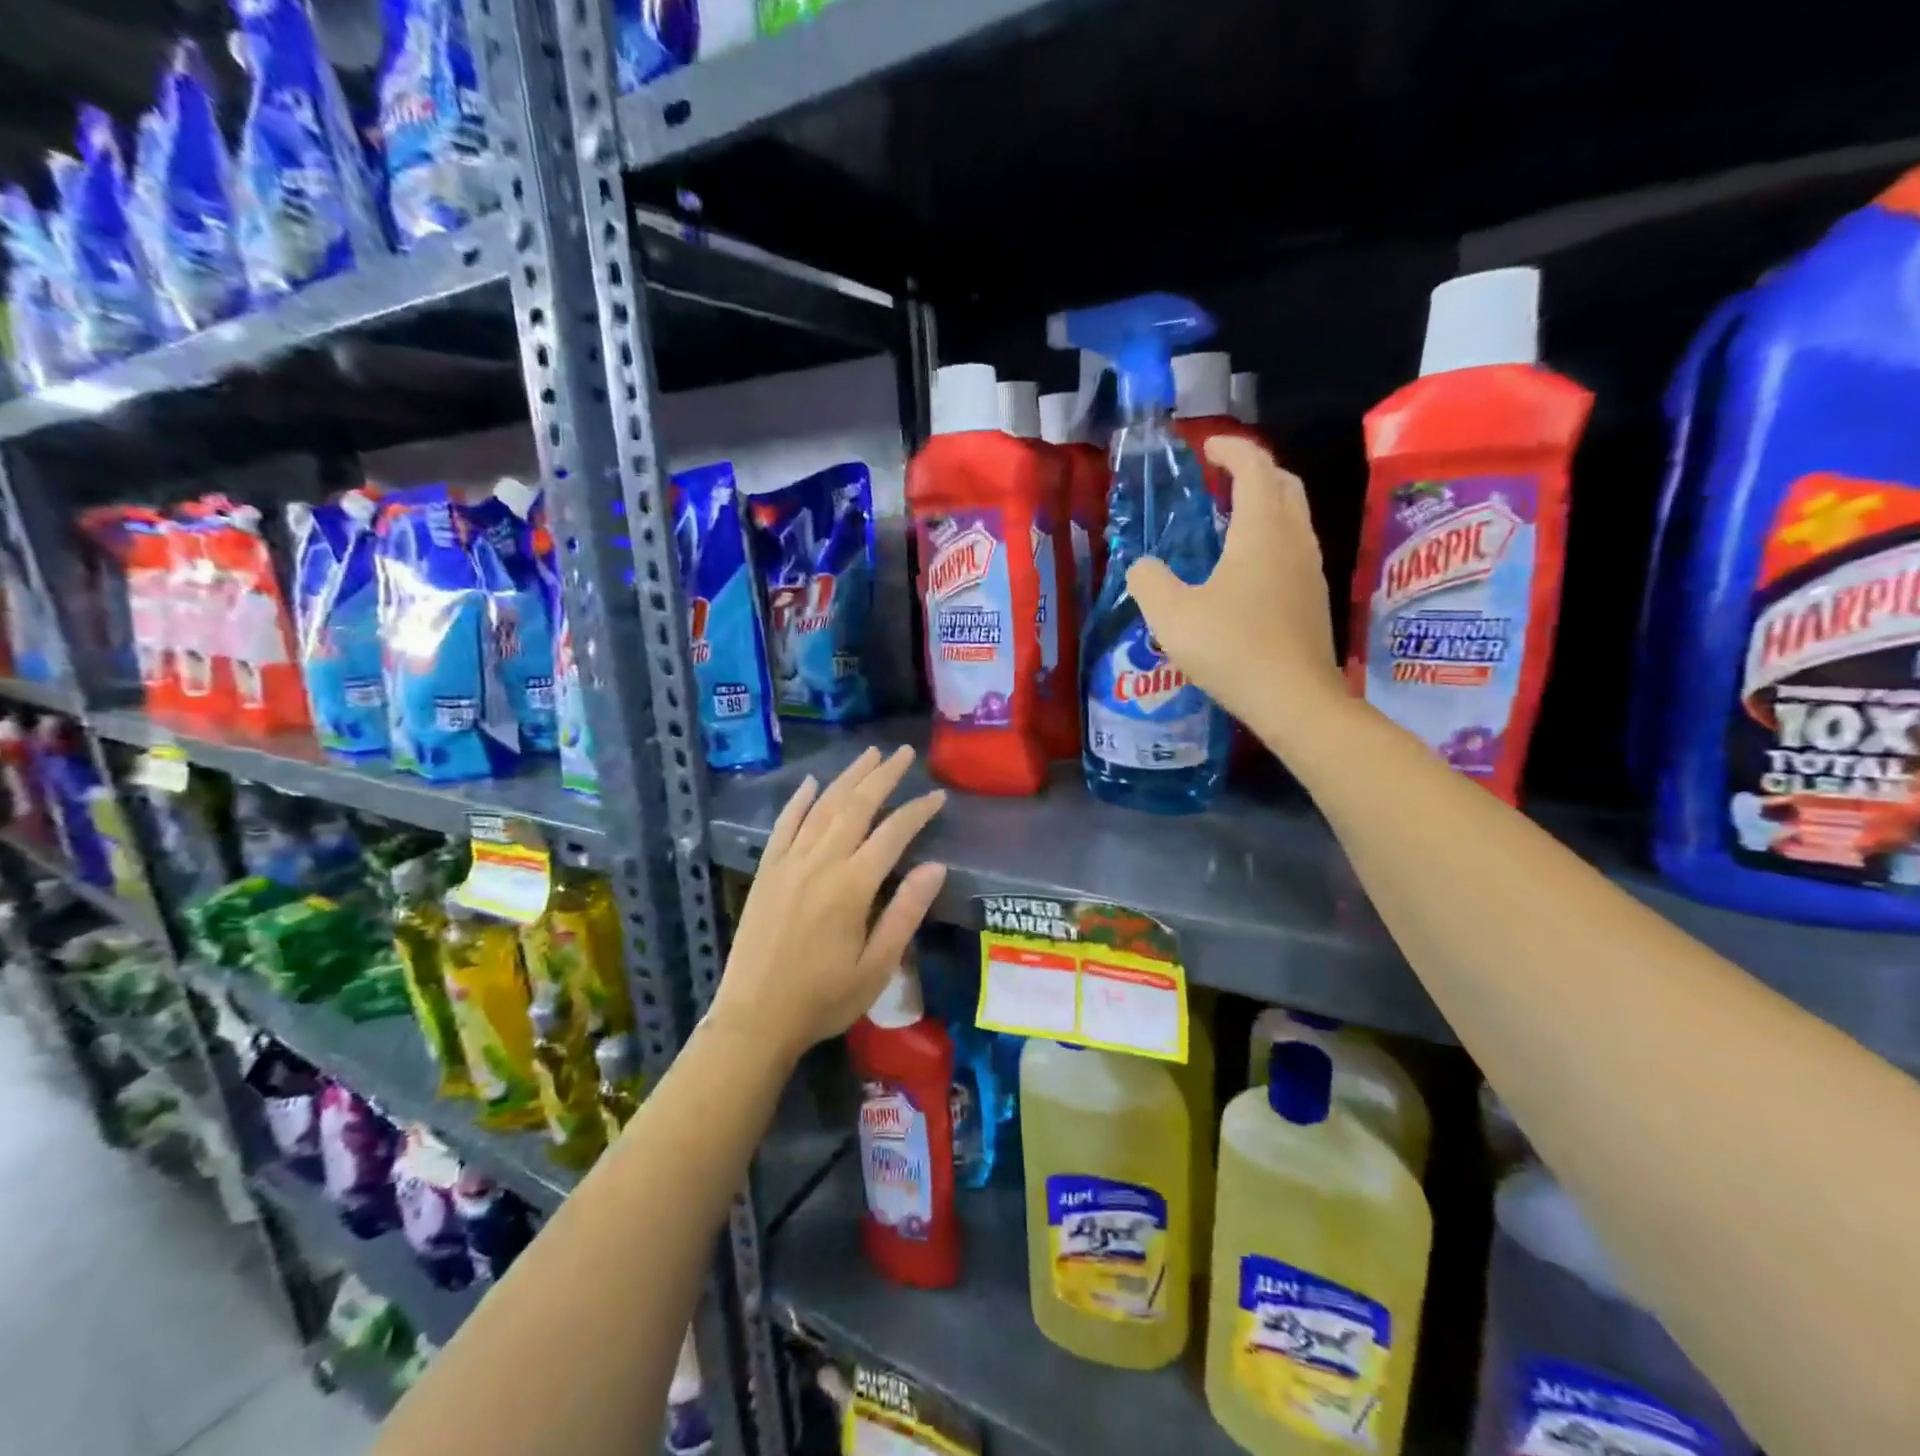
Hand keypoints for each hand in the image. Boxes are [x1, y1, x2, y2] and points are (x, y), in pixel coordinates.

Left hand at [707, 746, 947, 1060]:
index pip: (893, 833)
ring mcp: (789, 863)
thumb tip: (936, 867)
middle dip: (883, 775)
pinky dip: (799, 801)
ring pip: (823, 807)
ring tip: (869, 754)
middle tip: (903, 753)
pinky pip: (784, 825)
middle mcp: (820, 862)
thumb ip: (905, 912)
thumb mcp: (877, 966)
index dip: (918, 810)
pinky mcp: (766, 871)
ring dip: (847, 777)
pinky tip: (811, 783)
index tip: (938, 795)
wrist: (754, 1019)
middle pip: (856, 806)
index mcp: (852, 885)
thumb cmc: (824, 999)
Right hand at [1128, 437, 1347, 740]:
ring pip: (1294, 516)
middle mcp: (1293, 539)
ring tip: (1229, 520)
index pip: (1253, 466)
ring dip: (1265, 504)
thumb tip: (1143, 565)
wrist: (1293, 699)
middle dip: (1254, 470)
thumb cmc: (1232, 648)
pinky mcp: (1314, 597)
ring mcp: (1310, 569)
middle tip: (1221, 478)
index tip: (1206, 448)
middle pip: (1283, 483)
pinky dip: (1271, 537)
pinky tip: (1245, 569)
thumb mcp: (1172, 616)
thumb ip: (1149, 582)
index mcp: (1261, 530)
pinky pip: (1294, 547)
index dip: (1230, 449)